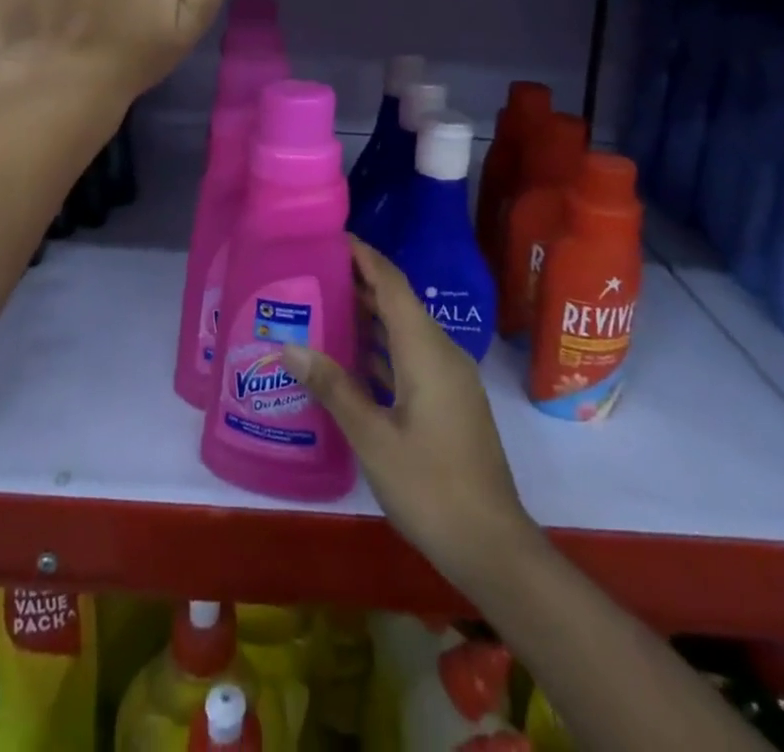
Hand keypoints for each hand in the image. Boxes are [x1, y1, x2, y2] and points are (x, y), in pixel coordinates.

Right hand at [284, 241, 538, 582]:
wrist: (493, 546)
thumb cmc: (431, 487)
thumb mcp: (373, 438)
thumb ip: (333, 388)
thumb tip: (290, 345)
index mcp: (426, 351)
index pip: (392, 284)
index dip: (365, 256)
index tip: (332, 237)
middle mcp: (441, 353)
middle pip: (398, 302)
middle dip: (360, 282)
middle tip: (313, 271)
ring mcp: (449, 378)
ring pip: (404, 330)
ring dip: (369, 315)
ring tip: (322, 304)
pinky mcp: (449, 400)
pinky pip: (410, 355)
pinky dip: (381, 346)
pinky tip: (350, 357)